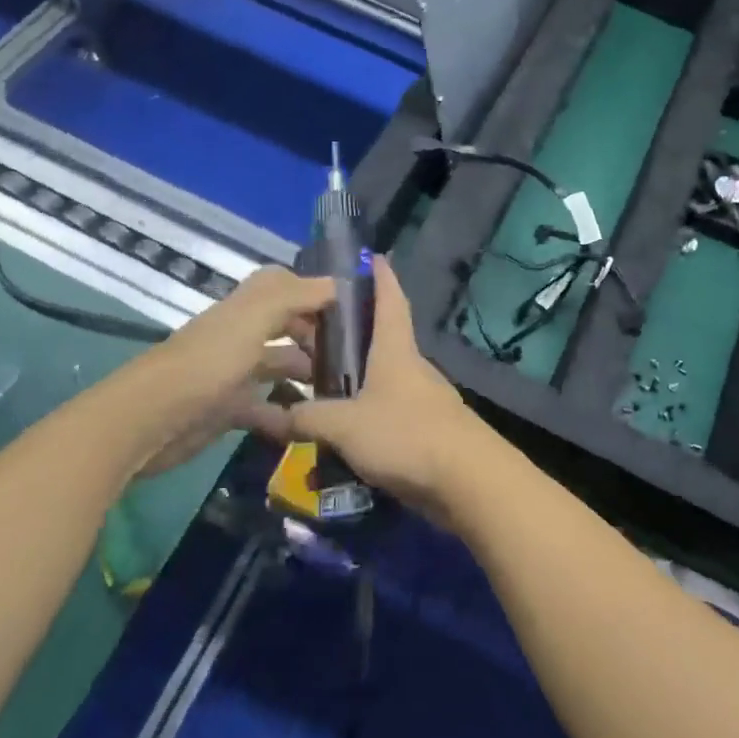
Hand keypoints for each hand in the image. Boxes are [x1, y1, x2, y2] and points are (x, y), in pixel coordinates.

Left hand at [132, 266, 334, 475]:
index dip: (315, 291)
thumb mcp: (254, 318)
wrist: (150, 421)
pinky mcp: (228, 409)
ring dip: (307, 374)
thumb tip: (338, 284)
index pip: (285, 285)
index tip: (352, 307)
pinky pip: (265, 408)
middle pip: (286, 325)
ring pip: (279, 365)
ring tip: (345, 389)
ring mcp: (234, 372)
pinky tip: (310, 424)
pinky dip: (287, 416)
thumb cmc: (208, 362)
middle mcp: (241, 334)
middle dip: (317, 335)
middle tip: (356, 353)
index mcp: (247, 307)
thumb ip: (296, 296)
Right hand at [246, 257, 487, 514]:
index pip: (390, 299)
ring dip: (349, 376)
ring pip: (377, 377)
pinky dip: (359, 411)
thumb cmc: (406, 435)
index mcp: (395, 349)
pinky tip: (335, 429)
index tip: (371, 256)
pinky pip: (383, 411)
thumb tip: (271, 414)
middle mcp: (408, 366)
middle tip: (305, 328)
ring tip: (309, 381)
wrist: (467, 481)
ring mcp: (418, 398)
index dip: (381, 276)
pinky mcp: (422, 430)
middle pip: (377, 338)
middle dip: (346, 331)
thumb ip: (308, 417)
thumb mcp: (346, 425)